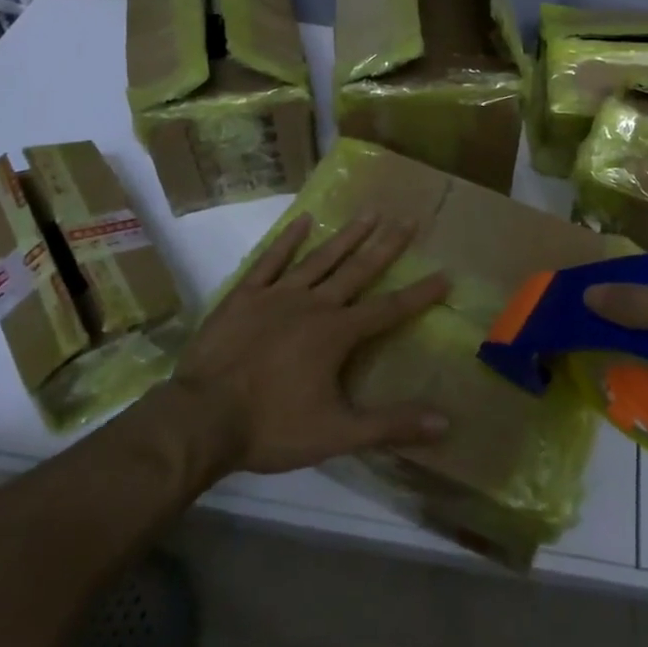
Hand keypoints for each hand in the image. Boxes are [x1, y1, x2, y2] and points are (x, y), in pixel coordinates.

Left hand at [170, 212, 450, 474]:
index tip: (445, 274)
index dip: (419, 294)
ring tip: (369, 212)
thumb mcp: (338, 433)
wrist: (202, 419)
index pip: (389, 310)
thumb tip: (445, 423)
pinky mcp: (244, 296)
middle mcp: (313, 305)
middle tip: (408, 219)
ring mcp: (276, 296)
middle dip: (386, 246)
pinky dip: (287, 241)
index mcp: (337, 334)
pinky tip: (302, 221)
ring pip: (319, 259)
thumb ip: (391, 426)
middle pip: (358, 270)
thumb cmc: (272, 427)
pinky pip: (270, 261)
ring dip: (346, 236)